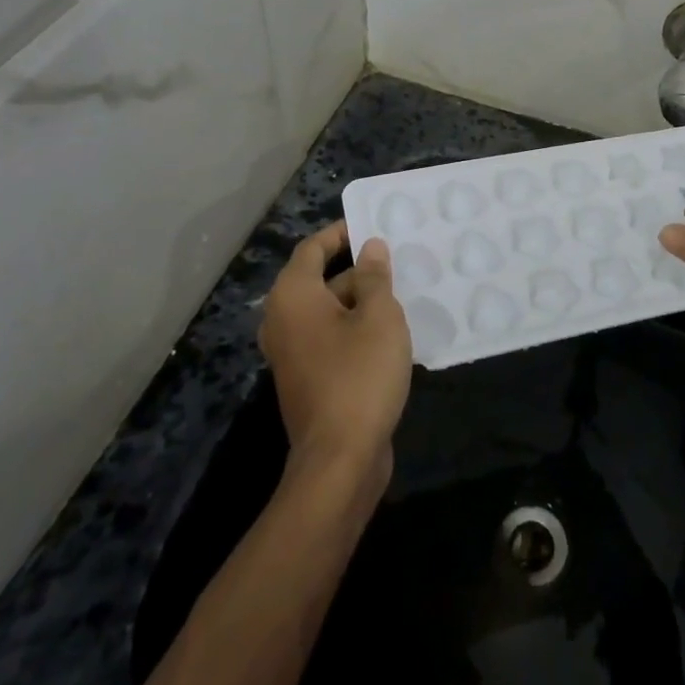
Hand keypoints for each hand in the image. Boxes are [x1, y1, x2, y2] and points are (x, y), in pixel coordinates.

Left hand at [259, 222, 411, 482]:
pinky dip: (354, 328)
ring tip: (401, 294)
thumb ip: (375, 277)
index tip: (373, 224)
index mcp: (293, 296)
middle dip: (358, 269)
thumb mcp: (379, 317)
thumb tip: (370, 248)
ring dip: (361, 301)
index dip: (341, 233)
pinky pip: (330, 337)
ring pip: (328, 311)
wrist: (340, 459)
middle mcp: (283, 320)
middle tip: (398, 261)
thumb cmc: (359, 376)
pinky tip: (390, 332)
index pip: (313, 248)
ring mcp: (292, 353)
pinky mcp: (306, 378)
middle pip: (320, 280)